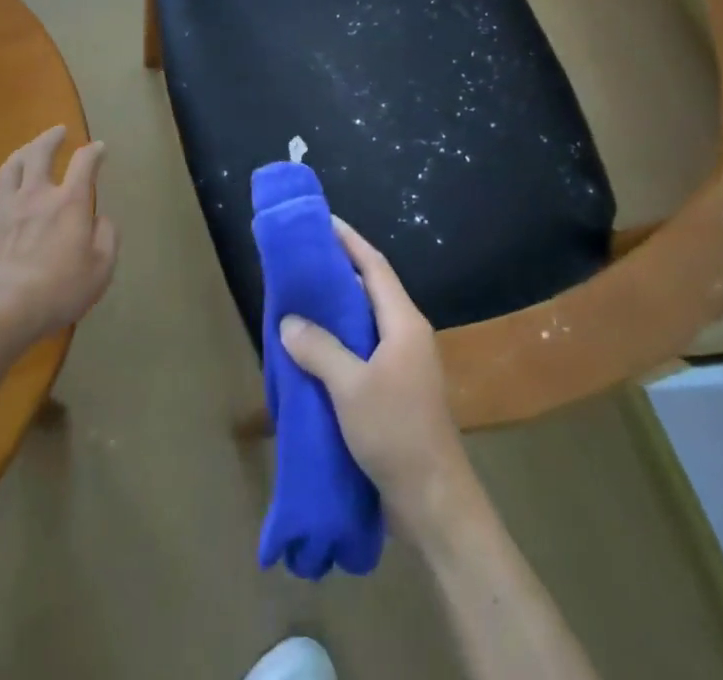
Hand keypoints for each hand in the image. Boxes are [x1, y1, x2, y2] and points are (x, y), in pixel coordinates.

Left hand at [0, 126, 117, 358]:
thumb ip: (107, 238)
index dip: (93, 152)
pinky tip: (1, 196)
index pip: (84, 163)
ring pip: (10, 167)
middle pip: (40, 153)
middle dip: (51, 138)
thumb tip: (101, 219)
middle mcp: (35, 195)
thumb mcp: (100, 271)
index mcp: (68, 203)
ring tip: (28, 150)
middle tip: (58, 130)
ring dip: (23, 153)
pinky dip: (0, 191)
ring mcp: (2, 208)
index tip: (99, 148)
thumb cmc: (55, 291)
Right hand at [280, 219, 478, 544]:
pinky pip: (363, 351)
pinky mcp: (396, 390)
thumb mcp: (351, 387)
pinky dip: (339, 343)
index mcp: (403, 322)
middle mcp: (406, 335)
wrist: (433, 500)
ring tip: (300, 300)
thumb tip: (289, 321)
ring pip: (365, 323)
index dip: (350, 241)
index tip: (324, 220)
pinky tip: (313, 351)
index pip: (374, 266)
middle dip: (339, 272)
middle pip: (371, 290)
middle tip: (302, 260)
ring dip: (337, 310)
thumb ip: (319, 348)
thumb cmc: (396, 432)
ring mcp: (403, 364)